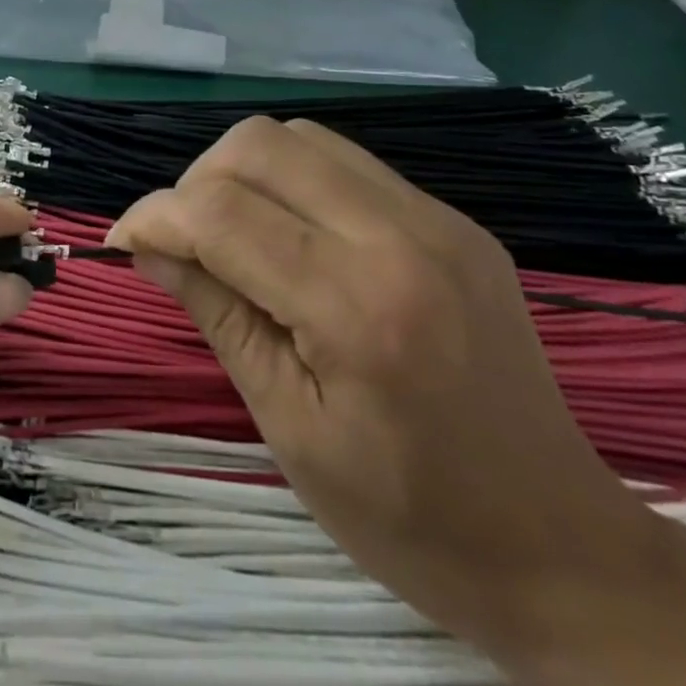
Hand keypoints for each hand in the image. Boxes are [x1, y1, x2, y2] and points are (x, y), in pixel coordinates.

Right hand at [106, 116, 656, 655]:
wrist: (562, 547)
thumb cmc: (409, 518)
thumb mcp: (289, 427)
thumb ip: (216, 313)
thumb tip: (148, 244)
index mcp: (357, 308)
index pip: (222, 213)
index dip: (154, 216)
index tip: (124, 242)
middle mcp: (402, 237)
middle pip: (259, 145)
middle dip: (195, 181)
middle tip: (181, 240)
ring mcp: (438, 219)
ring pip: (301, 137)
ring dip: (243, 171)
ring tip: (231, 233)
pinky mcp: (454, 219)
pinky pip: (347, 163)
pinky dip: (294, 181)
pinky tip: (291, 236)